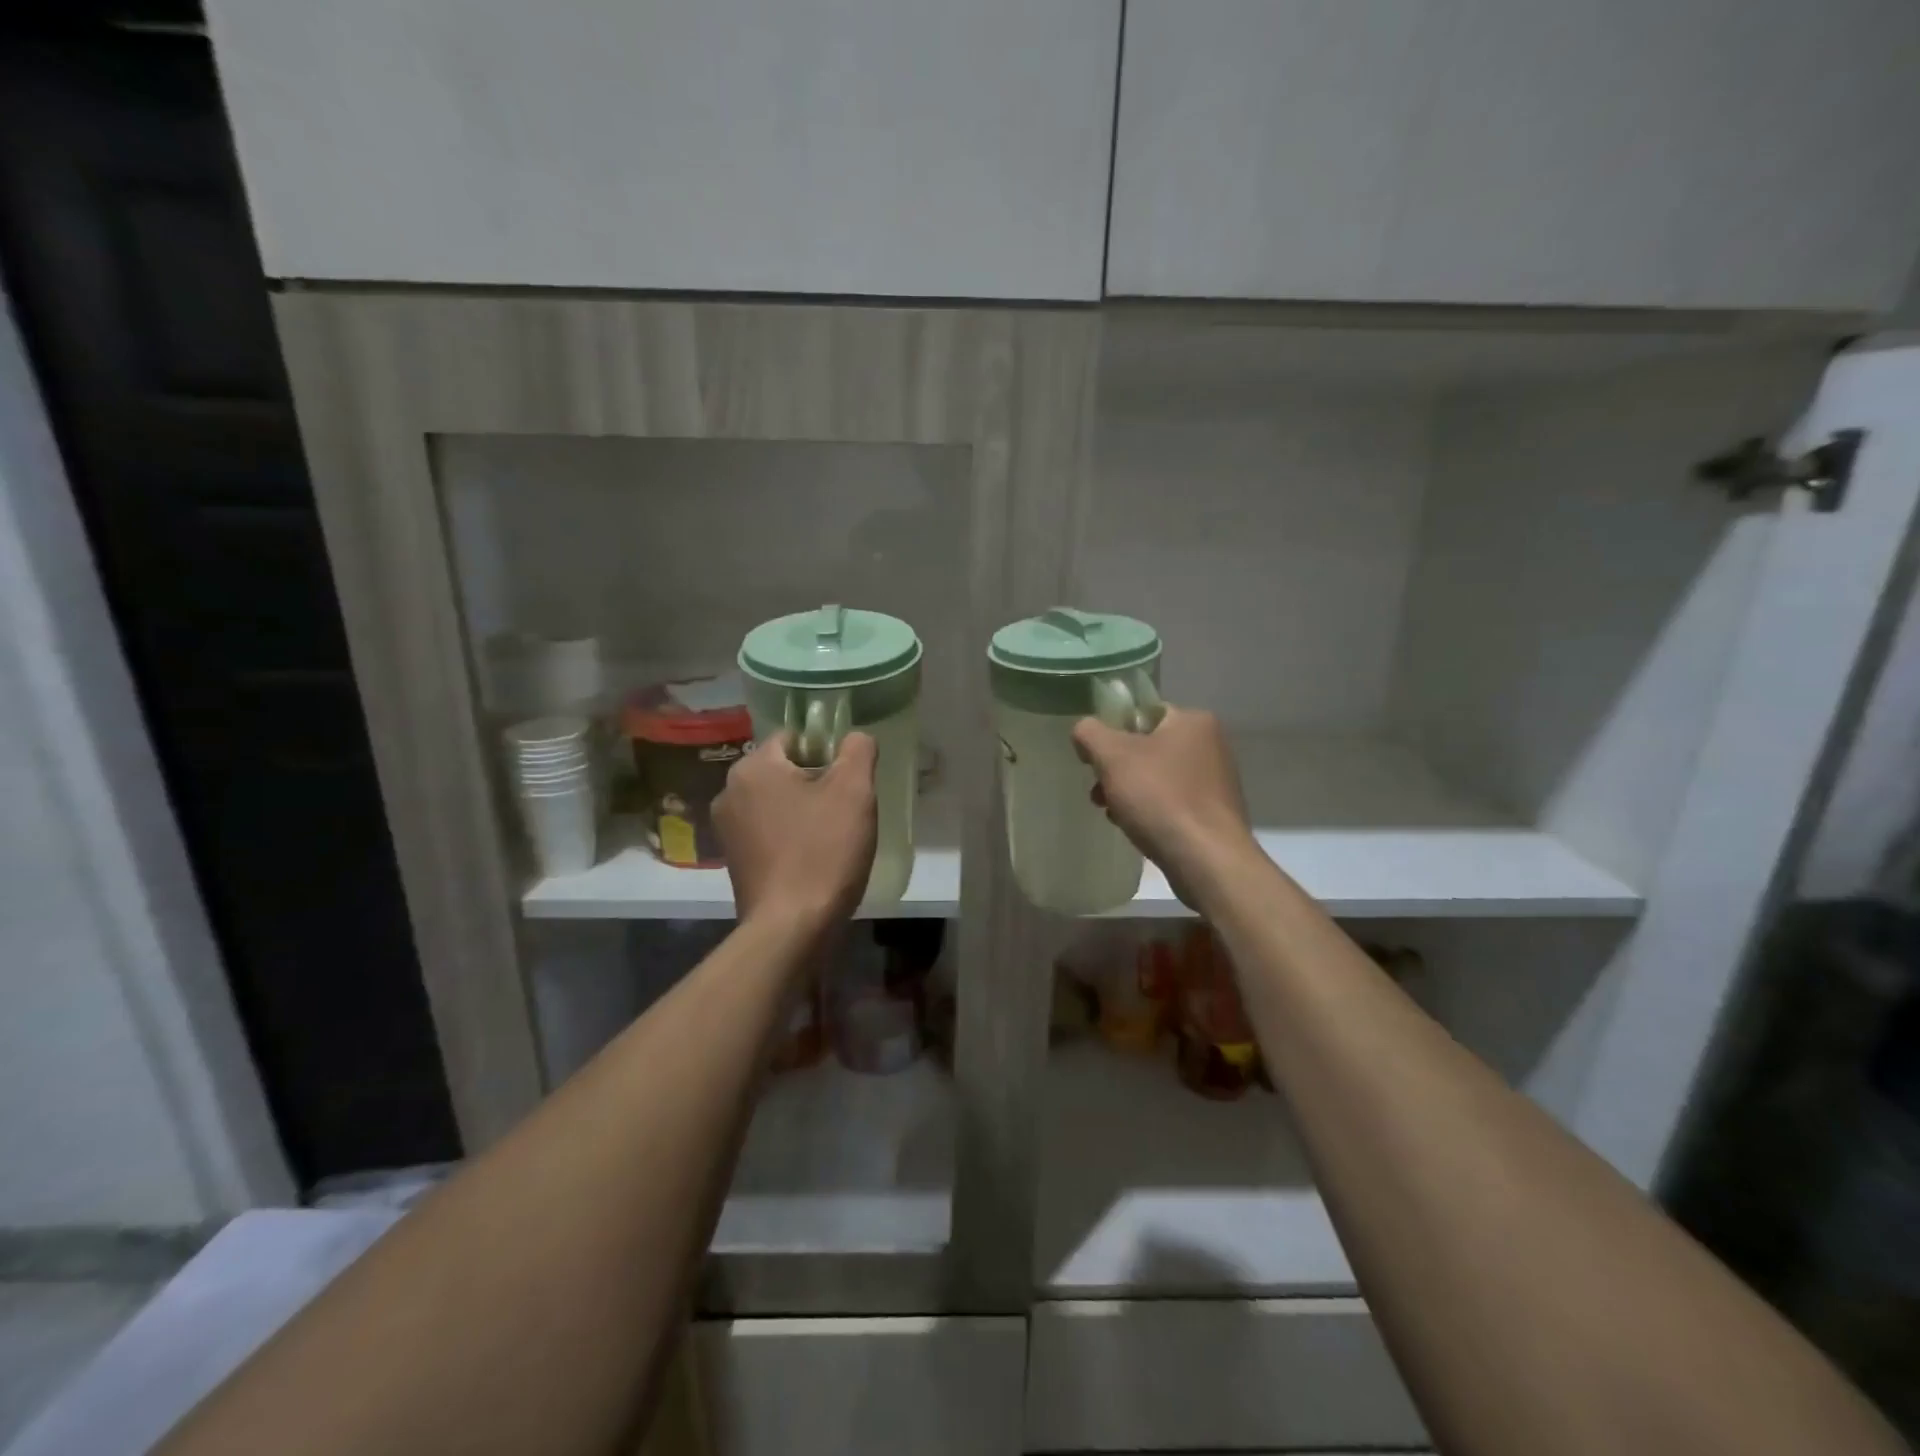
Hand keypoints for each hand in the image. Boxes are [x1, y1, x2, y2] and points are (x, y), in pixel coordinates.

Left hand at [713, 731, 877, 931]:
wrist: (791, 928)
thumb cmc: (823, 851)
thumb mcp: (855, 791)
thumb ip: (858, 750)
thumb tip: (855, 738)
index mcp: (753, 768)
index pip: (794, 738)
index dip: (827, 754)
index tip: (848, 783)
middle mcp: (730, 792)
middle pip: (784, 771)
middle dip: (816, 784)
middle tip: (846, 811)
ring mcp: (727, 830)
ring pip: (778, 803)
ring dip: (804, 812)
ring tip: (832, 838)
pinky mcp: (734, 861)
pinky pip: (769, 833)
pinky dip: (791, 838)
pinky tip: (813, 860)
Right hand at [1072, 707, 1257, 909]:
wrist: (1206, 860)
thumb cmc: (1160, 798)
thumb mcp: (1112, 756)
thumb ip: (1090, 733)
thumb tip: (1084, 731)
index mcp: (1193, 721)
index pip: (1141, 713)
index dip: (1111, 733)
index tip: (1094, 760)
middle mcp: (1211, 745)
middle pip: (1147, 747)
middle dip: (1117, 769)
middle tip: (1099, 792)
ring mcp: (1215, 781)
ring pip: (1156, 777)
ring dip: (1129, 792)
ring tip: (1112, 813)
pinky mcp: (1214, 813)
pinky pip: (1171, 802)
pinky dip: (1150, 810)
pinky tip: (1135, 828)